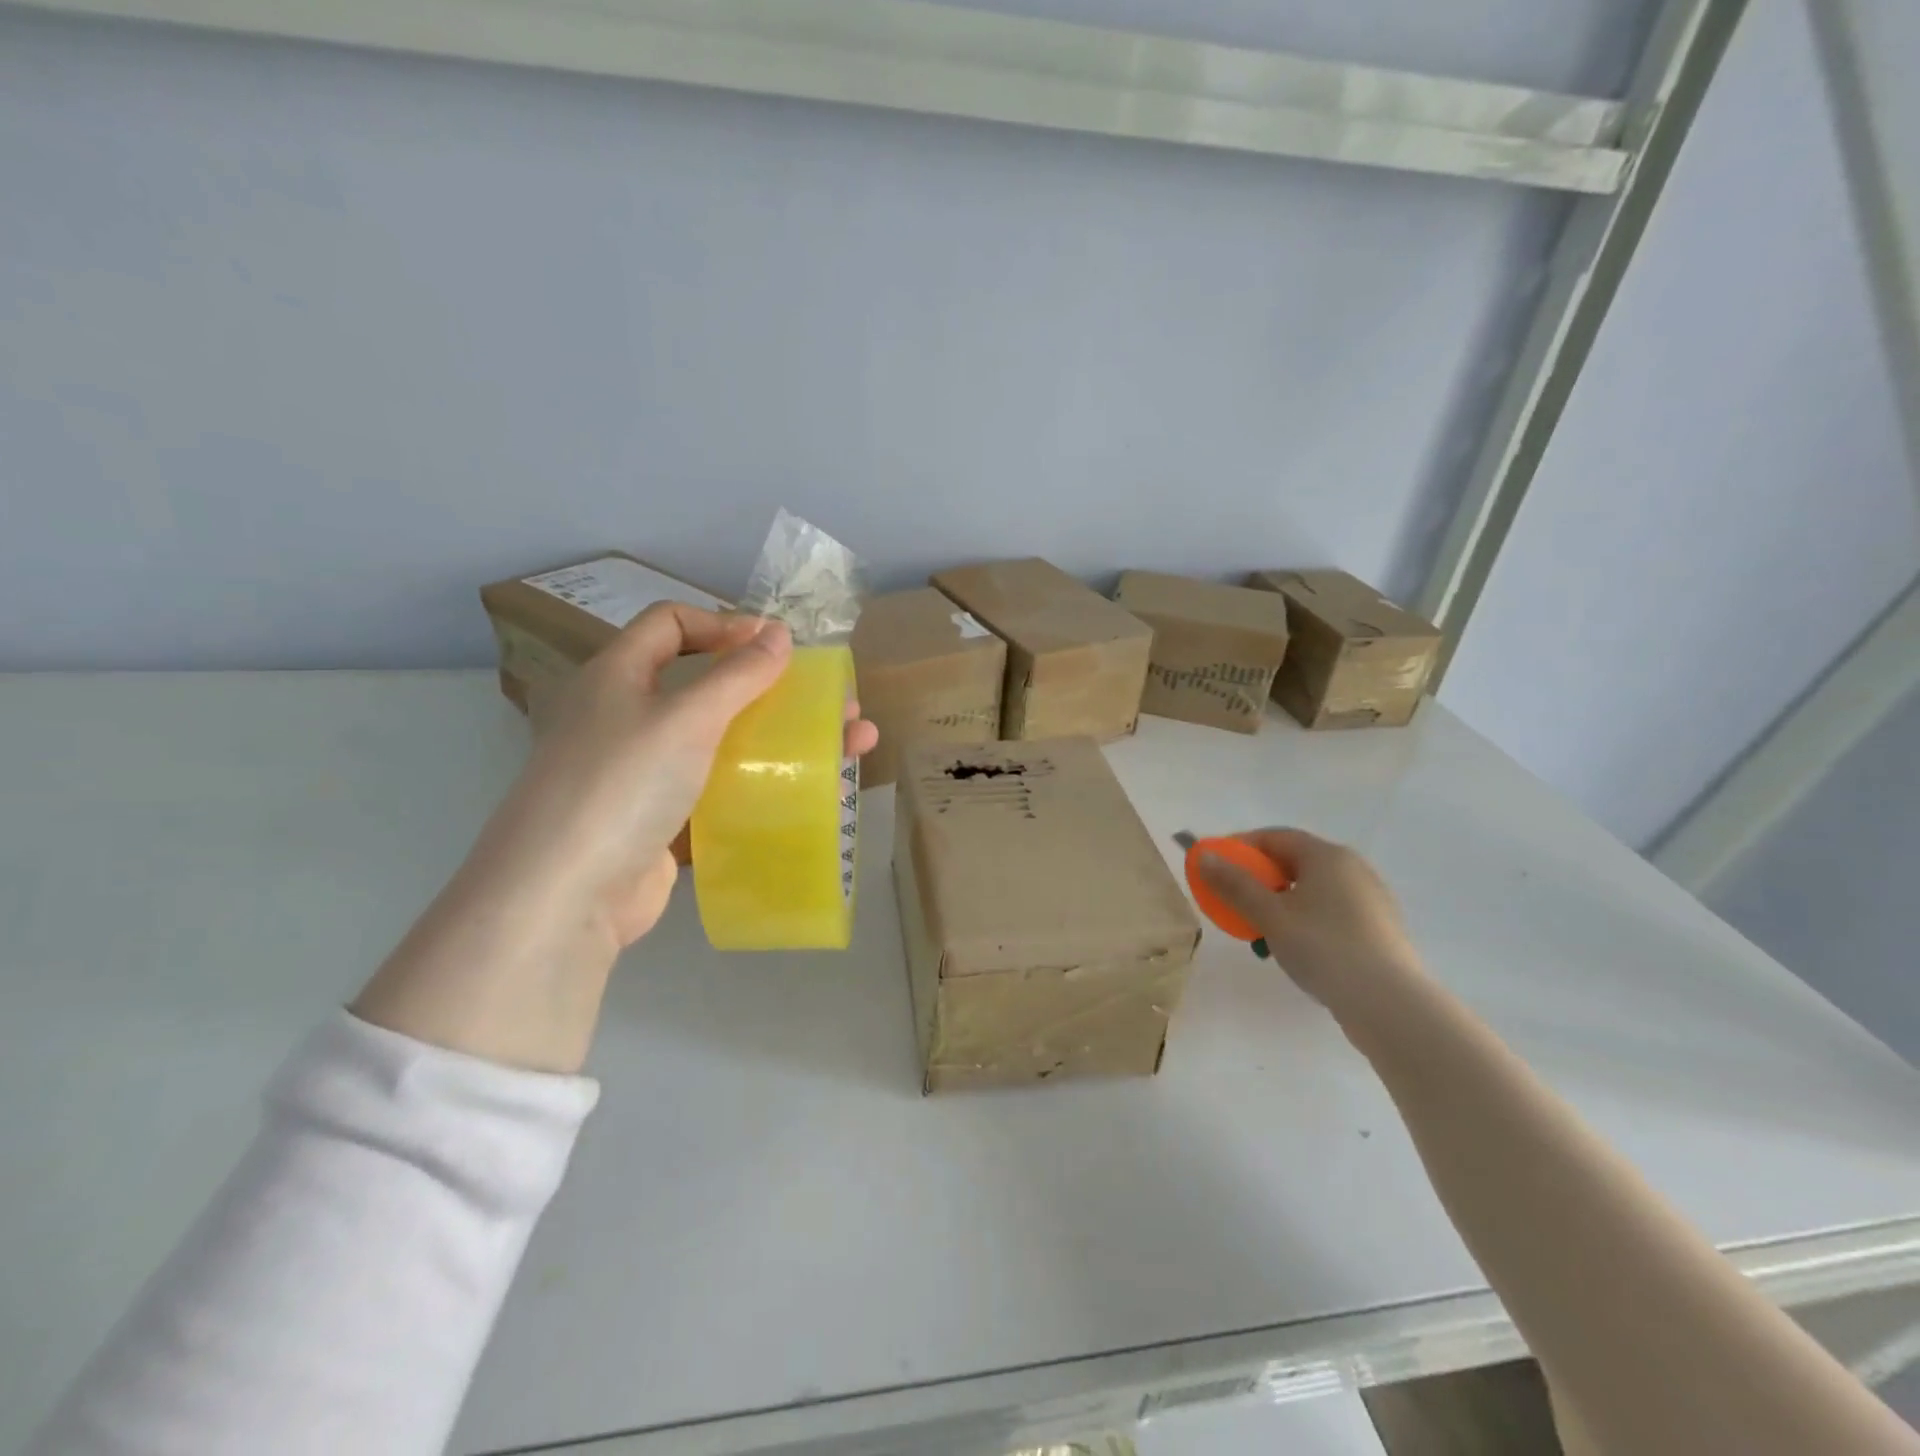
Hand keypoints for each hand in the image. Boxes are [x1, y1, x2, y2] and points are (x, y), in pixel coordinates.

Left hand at [485, 603, 876, 947]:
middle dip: (774, 688)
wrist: (567, 896)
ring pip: (722, 740)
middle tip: (831, 700)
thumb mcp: (685, 717)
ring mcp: (643, 773)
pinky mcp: (661, 819)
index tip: (777, 645)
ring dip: (782, 738)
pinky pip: (720, 787)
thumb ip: (737, 675)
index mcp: (618, 676)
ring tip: (848, 746)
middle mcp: (627, 717)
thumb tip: (779, 634)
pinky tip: (808, 791)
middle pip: (706, 684)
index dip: (724, 623)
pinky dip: (762, 783)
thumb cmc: (622, 785)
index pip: (670, 623)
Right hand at [1197, 828, 1425, 1021]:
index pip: (1275, 837)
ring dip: (1281, 904)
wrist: (1389, 1004)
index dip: (1241, 848)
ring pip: (1312, 891)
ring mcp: (1370, 899)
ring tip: (1262, 934)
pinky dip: (1306, 921)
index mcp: (1327, 856)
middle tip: (1235, 904)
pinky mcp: (1379, 929)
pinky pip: (1331, 913)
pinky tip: (1297, 951)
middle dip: (1259, 880)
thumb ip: (1234, 884)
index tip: (1217, 868)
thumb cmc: (1323, 948)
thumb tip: (1203, 856)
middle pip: (1294, 863)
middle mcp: (1353, 868)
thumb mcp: (1269, 916)